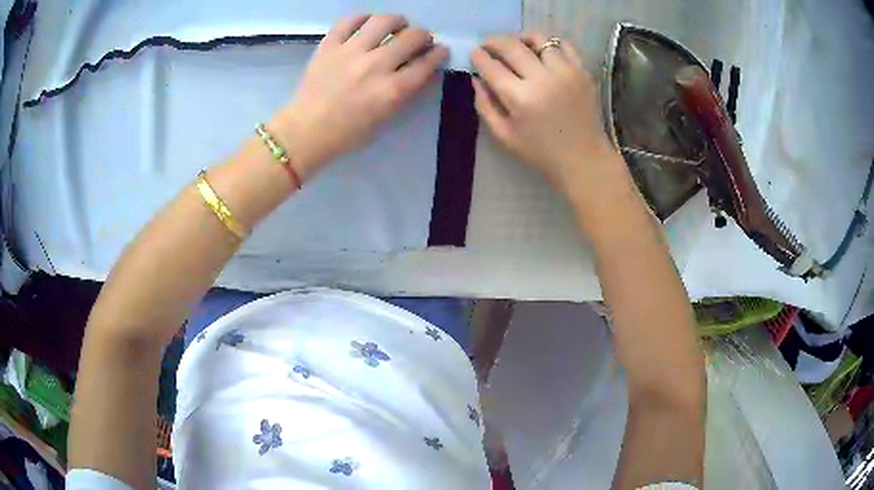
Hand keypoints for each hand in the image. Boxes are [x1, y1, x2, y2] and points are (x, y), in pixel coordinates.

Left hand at [272, 15, 448, 180]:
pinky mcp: (329, 45)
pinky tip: (367, 23)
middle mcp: (376, 65)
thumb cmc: (348, 132)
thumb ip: (406, 92)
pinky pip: (349, 21)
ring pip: (384, 21)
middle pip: (412, 37)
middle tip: (418, 39)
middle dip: (423, 35)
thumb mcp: (386, 117)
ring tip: (396, 25)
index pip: (426, 63)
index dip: (438, 53)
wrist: (305, 131)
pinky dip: (362, 18)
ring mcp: (351, 52)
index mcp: (393, 90)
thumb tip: (421, 68)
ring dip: (397, 20)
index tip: (439, 50)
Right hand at [471, 34, 622, 193]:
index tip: (474, 54)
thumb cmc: (541, 152)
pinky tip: (542, 51)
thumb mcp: (504, 136)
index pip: (491, 66)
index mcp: (520, 98)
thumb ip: (485, 105)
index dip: (478, 57)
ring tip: (516, 46)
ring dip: (521, 38)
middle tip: (488, 45)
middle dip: (493, 41)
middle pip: (511, 45)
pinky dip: (549, 43)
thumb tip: (476, 78)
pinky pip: (563, 44)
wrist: (584, 159)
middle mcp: (543, 78)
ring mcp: (566, 72)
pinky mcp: (582, 71)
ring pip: (538, 39)